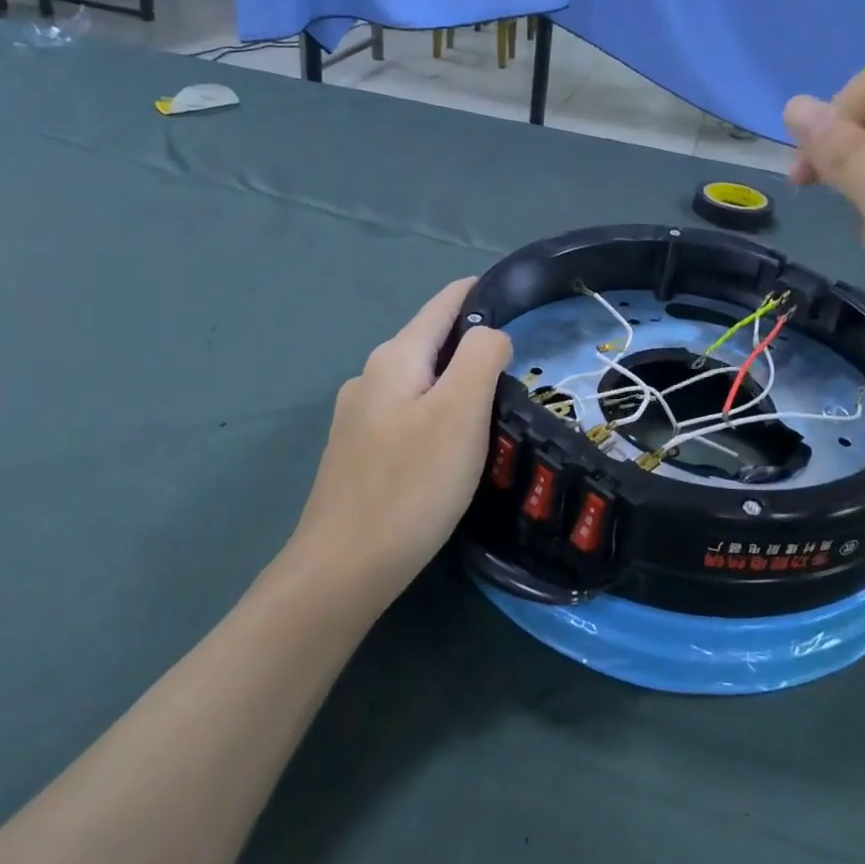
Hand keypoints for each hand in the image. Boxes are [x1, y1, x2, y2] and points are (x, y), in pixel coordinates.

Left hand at [283, 278, 511, 612]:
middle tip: (522, 368)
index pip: (445, 302)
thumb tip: (492, 334)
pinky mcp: (358, 452)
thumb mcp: (460, 412)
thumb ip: (482, 356)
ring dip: (458, 382)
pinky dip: (439, 413)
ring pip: (422, 380)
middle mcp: (371, 376)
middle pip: (433, 341)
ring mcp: (358, 416)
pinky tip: (454, 445)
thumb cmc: (411, 484)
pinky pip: (409, 413)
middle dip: (476, 344)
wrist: (342, 569)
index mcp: (396, 358)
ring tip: (495, 407)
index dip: (483, 294)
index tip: (522, 301)